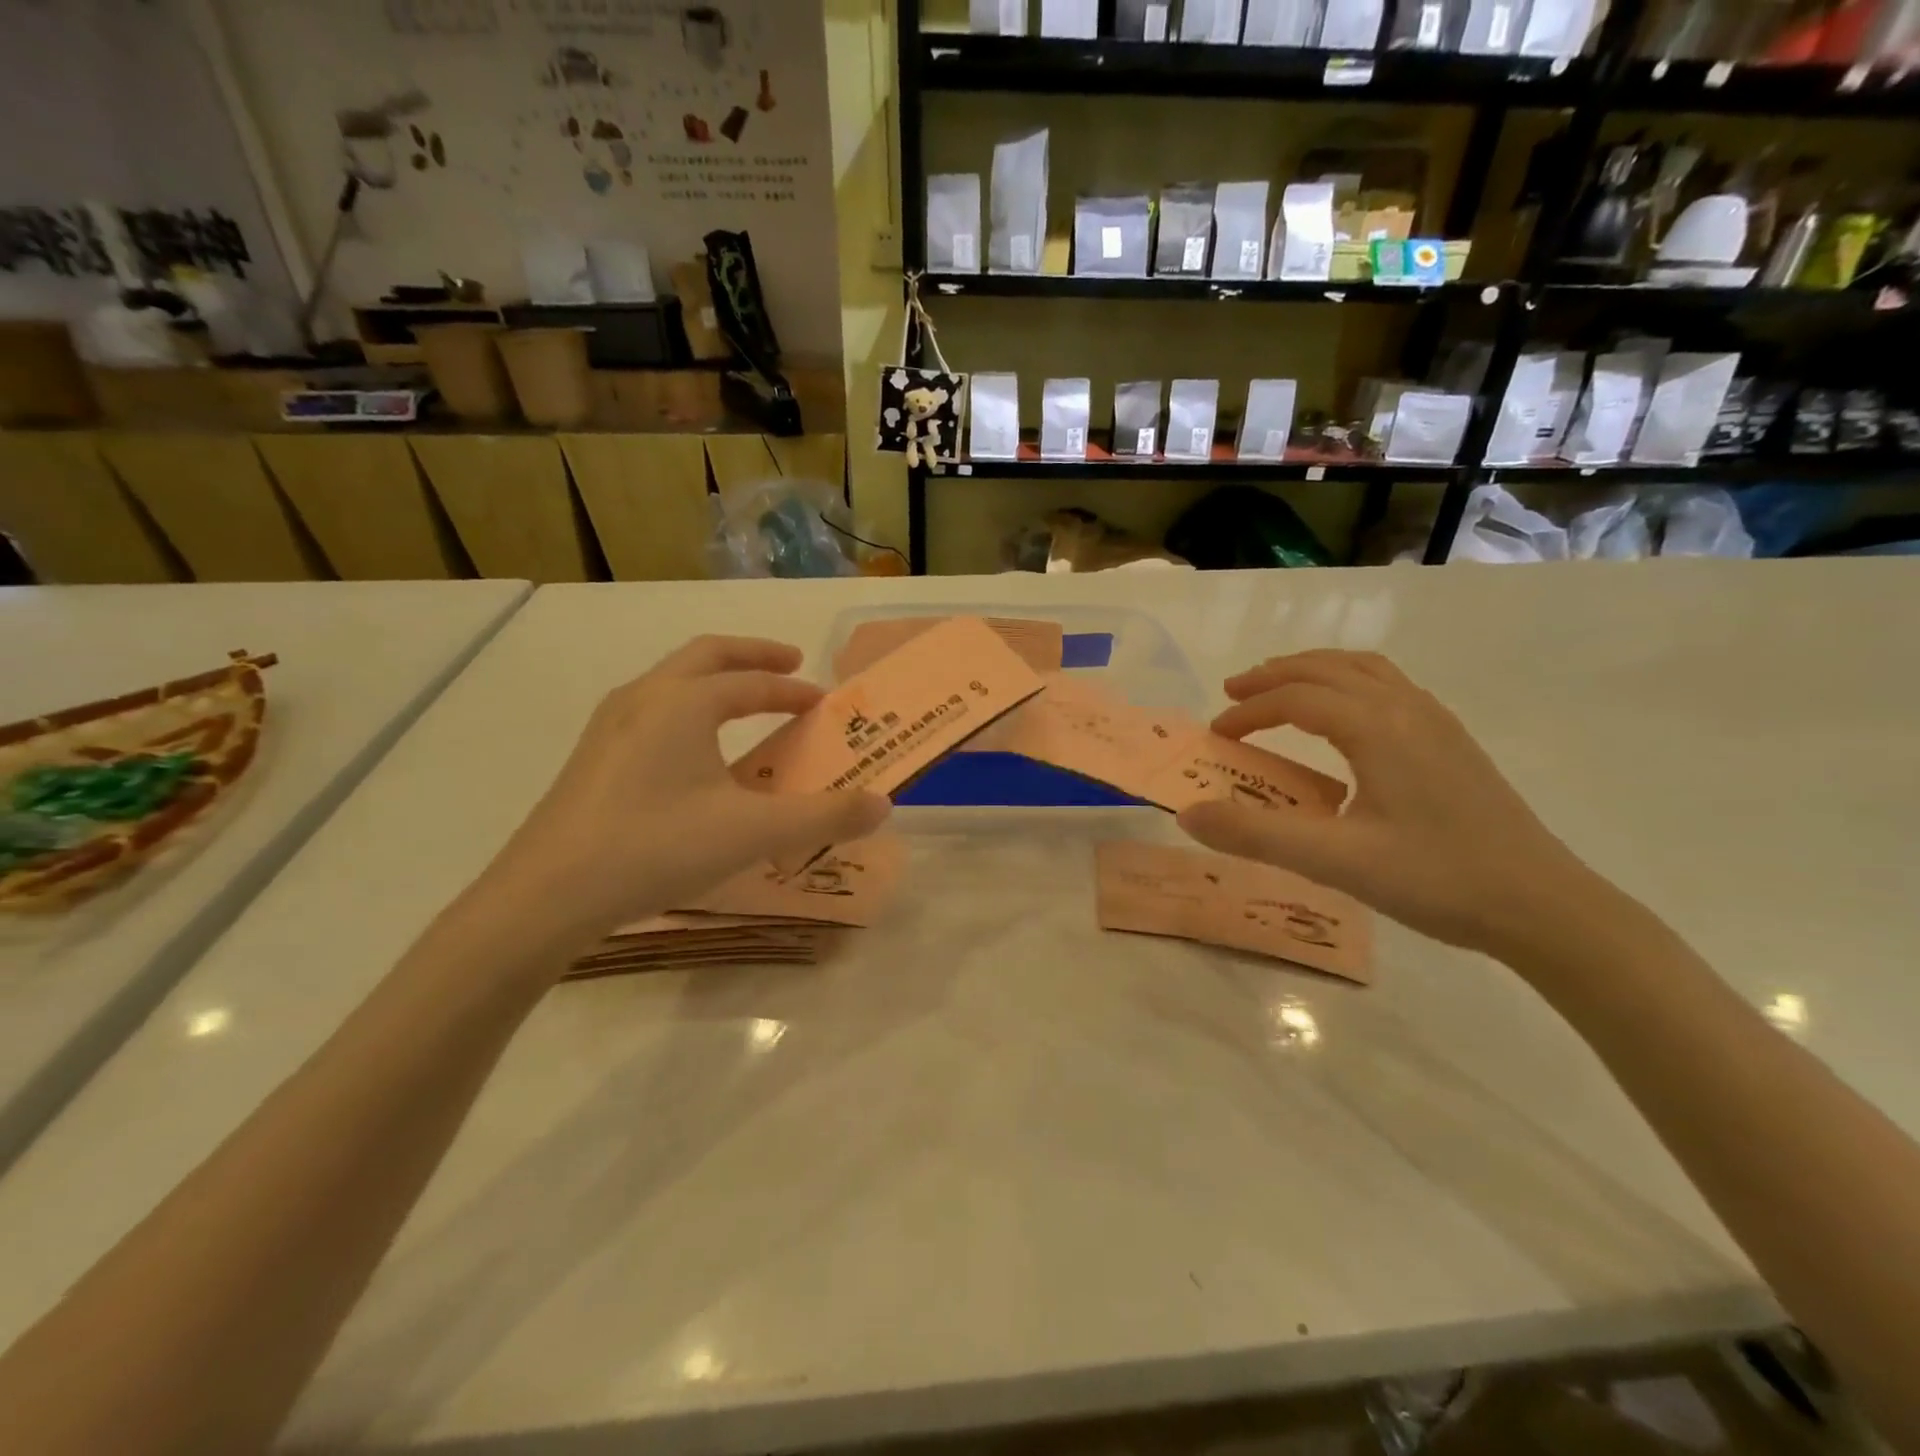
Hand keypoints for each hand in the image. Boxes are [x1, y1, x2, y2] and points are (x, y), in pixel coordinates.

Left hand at [484, 636, 888, 941]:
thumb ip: (824, 816)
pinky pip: (652, 714)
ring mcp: (609, 727)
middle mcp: (644, 699)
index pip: (751, 681)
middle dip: (751, 657)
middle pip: (705, 657)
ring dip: (715, 682)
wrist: (545, 897)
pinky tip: (693, 756)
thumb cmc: (655, 847)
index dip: (792, 688)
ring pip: (672, 683)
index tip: (822, 700)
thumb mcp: (753, 832)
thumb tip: (883, 805)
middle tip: (788, 664)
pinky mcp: (591, 759)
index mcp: (684, 702)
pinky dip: (687, 712)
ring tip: (744, 706)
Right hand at [1176, 650, 1598, 955]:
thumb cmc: (1437, 879)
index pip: (1296, 699)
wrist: (1544, 906)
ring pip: (1363, 670)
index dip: (1248, 711)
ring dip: (1314, 671)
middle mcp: (1406, 709)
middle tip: (1232, 693)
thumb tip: (1188, 815)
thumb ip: (1256, 835)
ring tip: (1280, 689)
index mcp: (1377, 727)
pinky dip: (1348, 683)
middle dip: (1274, 676)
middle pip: (1328, 669)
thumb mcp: (1335, 861)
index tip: (1216, 735)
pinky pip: (1388, 687)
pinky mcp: (1453, 741)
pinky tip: (1344, 717)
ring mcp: (1436, 721)